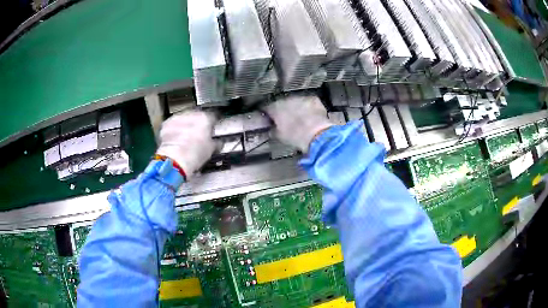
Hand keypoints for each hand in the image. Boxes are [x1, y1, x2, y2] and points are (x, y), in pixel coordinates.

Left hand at [156, 110, 215, 177]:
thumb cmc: (196, 154)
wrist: (175, 159)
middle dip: (197, 123)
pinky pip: (172, 125)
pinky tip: (175, 139)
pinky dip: (174, 130)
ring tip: (185, 137)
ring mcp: (177, 117)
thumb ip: (216, 142)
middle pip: (197, 115)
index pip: (213, 116)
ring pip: (183, 119)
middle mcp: (191, 113)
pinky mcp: (166, 124)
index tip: (212, 129)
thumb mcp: (211, 149)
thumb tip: (219, 142)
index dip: (213, 123)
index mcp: (205, 118)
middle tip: (198, 135)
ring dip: (185, 125)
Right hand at [264, 95, 332, 152]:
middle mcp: (286, 99)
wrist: (316, 134)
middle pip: (282, 103)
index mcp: (275, 108)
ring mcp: (300, 98)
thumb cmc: (295, 136)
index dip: (268, 114)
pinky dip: (309, 107)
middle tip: (287, 121)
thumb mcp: (279, 136)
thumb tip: (271, 129)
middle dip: (284, 110)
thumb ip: (272, 130)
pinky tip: (311, 116)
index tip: (270, 119)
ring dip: (297, 108)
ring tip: (301, 119)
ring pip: (296, 101)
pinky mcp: (313, 99)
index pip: (267, 108)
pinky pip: (308, 102)